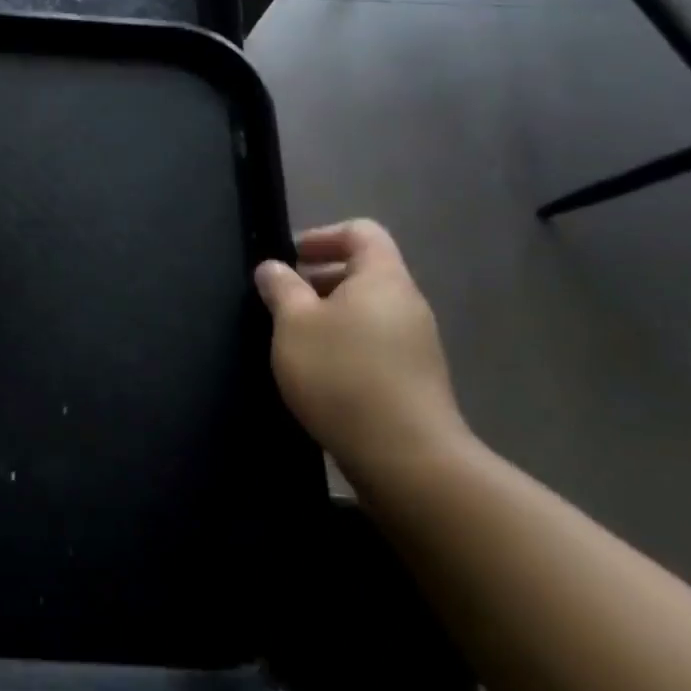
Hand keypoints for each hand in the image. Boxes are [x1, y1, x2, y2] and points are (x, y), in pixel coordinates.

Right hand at [254, 220, 469, 487]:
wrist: (407, 458)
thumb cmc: (342, 375)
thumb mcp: (294, 324)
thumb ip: (281, 288)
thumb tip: (273, 267)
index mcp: (383, 278)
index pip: (361, 232)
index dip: (323, 236)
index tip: (290, 258)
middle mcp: (407, 304)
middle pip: (365, 271)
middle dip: (320, 278)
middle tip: (283, 299)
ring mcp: (416, 343)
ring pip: (368, 310)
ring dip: (329, 314)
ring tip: (294, 339)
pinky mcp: (415, 379)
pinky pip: (375, 342)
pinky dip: (345, 343)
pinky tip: (319, 373)